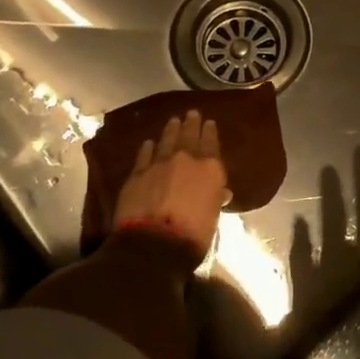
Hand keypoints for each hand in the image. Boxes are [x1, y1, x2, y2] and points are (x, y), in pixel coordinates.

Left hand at [114, 109, 229, 257]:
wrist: (154, 245)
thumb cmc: (192, 236)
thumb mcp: (213, 217)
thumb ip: (215, 199)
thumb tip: (221, 192)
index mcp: (210, 169)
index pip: (211, 143)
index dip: (210, 132)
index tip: (209, 122)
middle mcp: (186, 159)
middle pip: (189, 136)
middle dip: (191, 124)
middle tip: (191, 113)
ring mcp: (159, 164)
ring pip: (166, 140)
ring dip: (171, 130)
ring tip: (173, 121)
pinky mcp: (137, 174)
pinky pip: (144, 155)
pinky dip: (148, 148)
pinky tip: (149, 143)